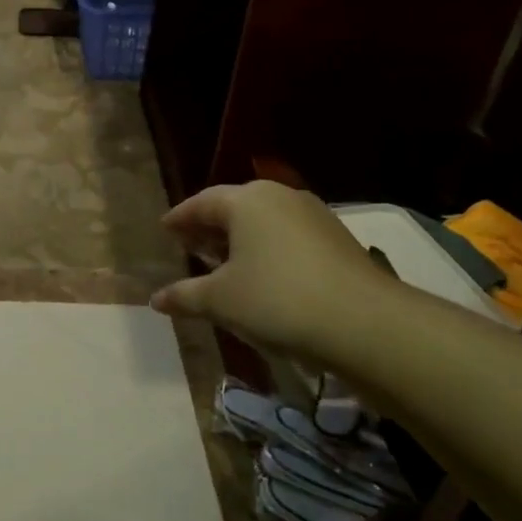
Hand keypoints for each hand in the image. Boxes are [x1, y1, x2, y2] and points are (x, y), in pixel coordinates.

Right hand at [150, 182, 405, 358]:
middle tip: (190, 247)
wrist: (365, 324)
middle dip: (209, 228)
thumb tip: (156, 299)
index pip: (201, 202)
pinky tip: (263, 277)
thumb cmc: (277, 300)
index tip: (166, 229)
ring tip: (224, 265)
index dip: (180, 218)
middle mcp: (280, 196)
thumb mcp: (220, 301)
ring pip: (264, 222)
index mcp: (246, 200)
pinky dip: (268, 251)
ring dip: (240, 240)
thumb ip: (185, 295)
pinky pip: (288, 237)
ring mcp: (314, 215)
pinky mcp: (338, 239)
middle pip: (234, 208)